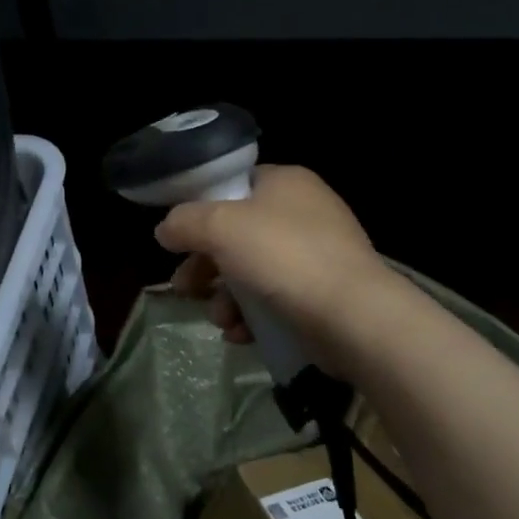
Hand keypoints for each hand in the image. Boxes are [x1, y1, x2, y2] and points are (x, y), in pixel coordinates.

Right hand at [156, 165, 390, 375]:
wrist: (353, 317)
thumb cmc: (283, 257)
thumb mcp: (220, 227)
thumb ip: (184, 223)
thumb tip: (165, 230)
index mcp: (285, 183)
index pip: (233, 186)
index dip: (201, 211)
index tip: (179, 240)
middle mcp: (304, 212)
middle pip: (237, 233)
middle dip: (206, 265)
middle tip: (184, 288)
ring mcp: (318, 254)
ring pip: (253, 271)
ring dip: (226, 298)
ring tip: (219, 320)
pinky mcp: (324, 294)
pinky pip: (276, 299)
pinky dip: (253, 316)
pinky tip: (240, 335)